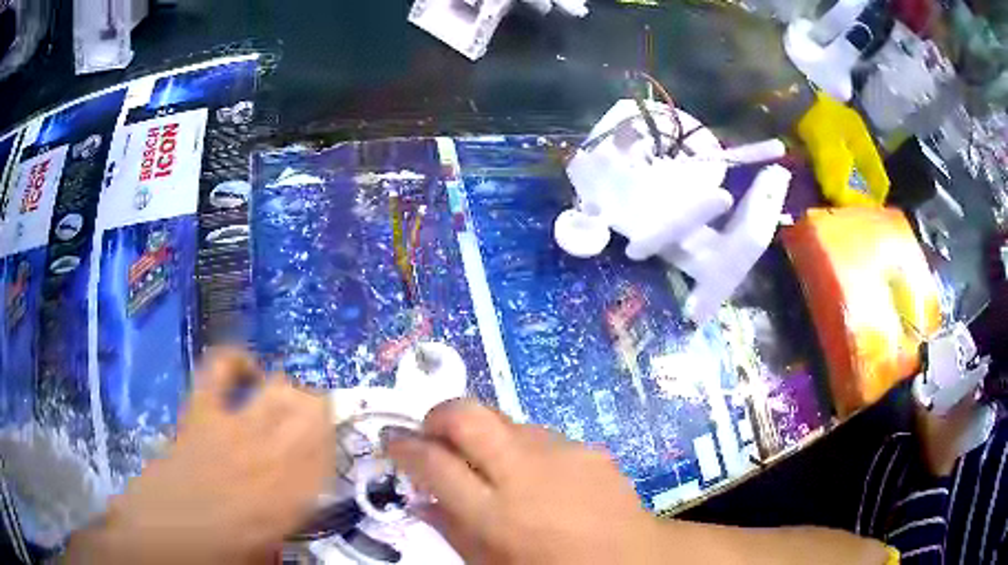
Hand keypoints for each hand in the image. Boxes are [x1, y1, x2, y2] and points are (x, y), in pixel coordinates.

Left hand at [66, 348, 333, 563]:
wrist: (164, 536)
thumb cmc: (221, 551)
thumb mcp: (270, 545)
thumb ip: (293, 511)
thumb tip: (307, 490)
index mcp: (289, 497)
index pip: (329, 451)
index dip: (338, 438)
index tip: (338, 439)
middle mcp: (267, 457)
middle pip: (310, 411)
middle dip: (319, 411)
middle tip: (315, 423)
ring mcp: (231, 428)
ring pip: (278, 389)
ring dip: (289, 392)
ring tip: (286, 403)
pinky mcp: (200, 412)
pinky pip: (220, 369)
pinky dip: (236, 363)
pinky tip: (247, 372)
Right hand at [386, 400, 665, 564]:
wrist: (631, 560)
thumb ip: (452, 531)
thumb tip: (421, 499)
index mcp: (495, 514)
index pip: (434, 463)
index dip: (405, 446)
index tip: (393, 442)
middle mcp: (525, 473)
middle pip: (467, 416)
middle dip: (437, 415)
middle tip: (430, 432)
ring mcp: (560, 453)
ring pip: (503, 420)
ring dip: (483, 434)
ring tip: (487, 462)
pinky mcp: (586, 447)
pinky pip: (539, 436)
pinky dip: (521, 448)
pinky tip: (535, 476)